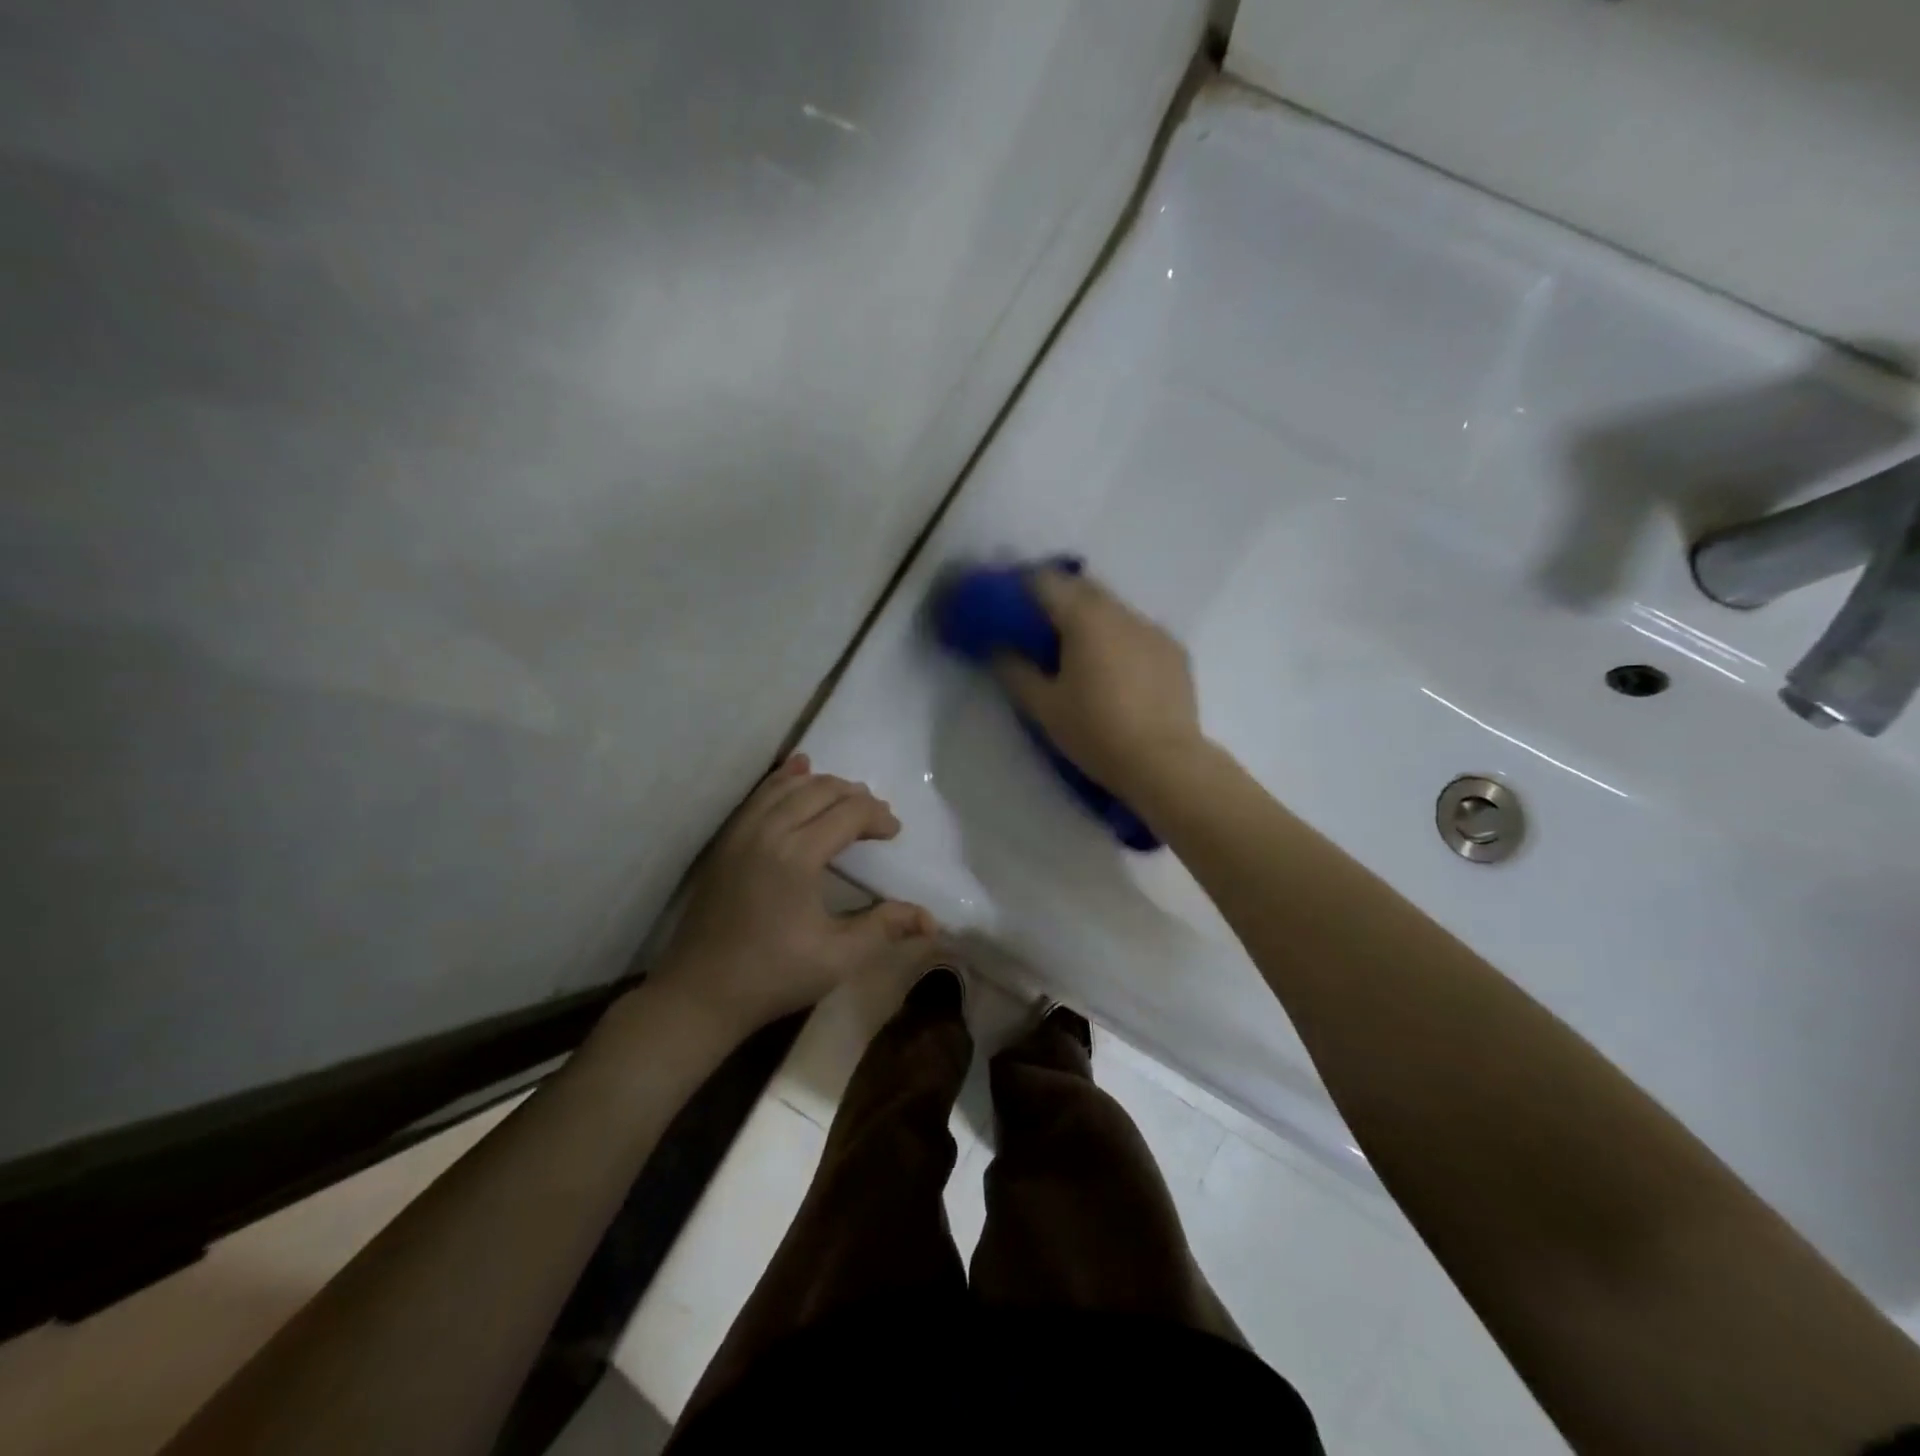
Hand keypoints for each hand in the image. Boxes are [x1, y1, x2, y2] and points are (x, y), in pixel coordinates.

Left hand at [648, 754, 935, 1037]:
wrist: (700, 994)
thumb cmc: (774, 977)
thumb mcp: (839, 957)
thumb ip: (884, 927)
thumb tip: (930, 919)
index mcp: (797, 855)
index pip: (848, 813)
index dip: (878, 817)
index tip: (894, 834)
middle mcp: (768, 831)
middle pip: (820, 790)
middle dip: (855, 796)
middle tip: (876, 819)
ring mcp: (741, 832)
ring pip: (788, 785)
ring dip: (822, 785)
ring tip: (845, 800)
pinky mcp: (725, 841)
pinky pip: (759, 795)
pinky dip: (783, 779)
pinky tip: (797, 770)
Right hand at [992, 567, 1204, 800]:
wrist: (1164, 763)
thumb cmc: (1096, 733)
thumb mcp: (1044, 707)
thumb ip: (1015, 670)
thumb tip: (998, 648)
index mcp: (1085, 619)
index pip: (1046, 582)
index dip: (1021, 586)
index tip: (1006, 603)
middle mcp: (1121, 612)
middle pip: (1082, 588)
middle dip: (1057, 598)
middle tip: (1037, 625)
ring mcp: (1153, 629)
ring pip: (1112, 608)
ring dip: (1090, 618)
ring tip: (1076, 649)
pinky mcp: (1174, 650)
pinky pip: (1137, 631)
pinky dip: (1118, 638)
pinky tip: (1114, 669)